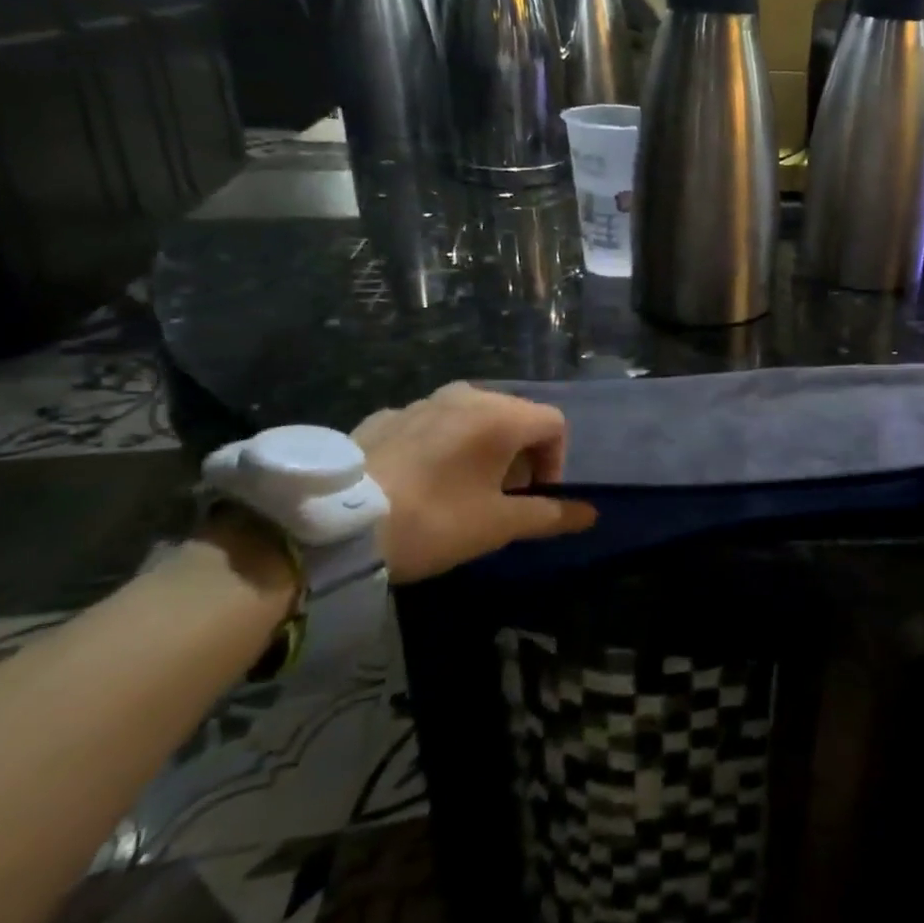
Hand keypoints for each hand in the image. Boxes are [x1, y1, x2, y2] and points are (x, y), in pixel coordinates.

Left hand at [353, 383, 597, 582]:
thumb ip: (550, 515)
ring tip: (462, 487)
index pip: (554, 424)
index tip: (535, 497)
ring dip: (482, 447)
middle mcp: (467, 396)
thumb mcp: (498, 525)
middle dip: (520, 454)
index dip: (555, 461)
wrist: (333, 527)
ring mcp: (422, 402)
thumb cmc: (434, 520)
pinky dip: (441, 444)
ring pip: (472, 416)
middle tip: (502, 496)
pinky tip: (419, 479)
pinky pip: (431, 423)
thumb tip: (591, 514)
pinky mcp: (384, 416)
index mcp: (501, 415)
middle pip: (515, 416)